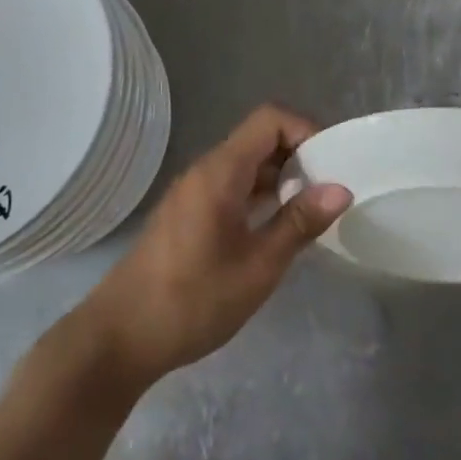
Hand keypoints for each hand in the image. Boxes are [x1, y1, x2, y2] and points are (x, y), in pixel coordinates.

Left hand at [72, 105, 351, 387]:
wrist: (118, 339)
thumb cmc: (192, 300)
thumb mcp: (258, 265)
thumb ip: (299, 222)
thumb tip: (342, 189)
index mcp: (220, 172)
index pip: (270, 119)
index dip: (306, 130)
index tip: (332, 164)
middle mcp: (205, 171)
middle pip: (259, 139)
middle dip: (300, 156)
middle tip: (329, 191)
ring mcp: (192, 193)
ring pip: (246, 165)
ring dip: (281, 179)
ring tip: (311, 212)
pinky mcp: (187, 215)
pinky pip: (232, 187)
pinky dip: (260, 196)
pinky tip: (277, 229)